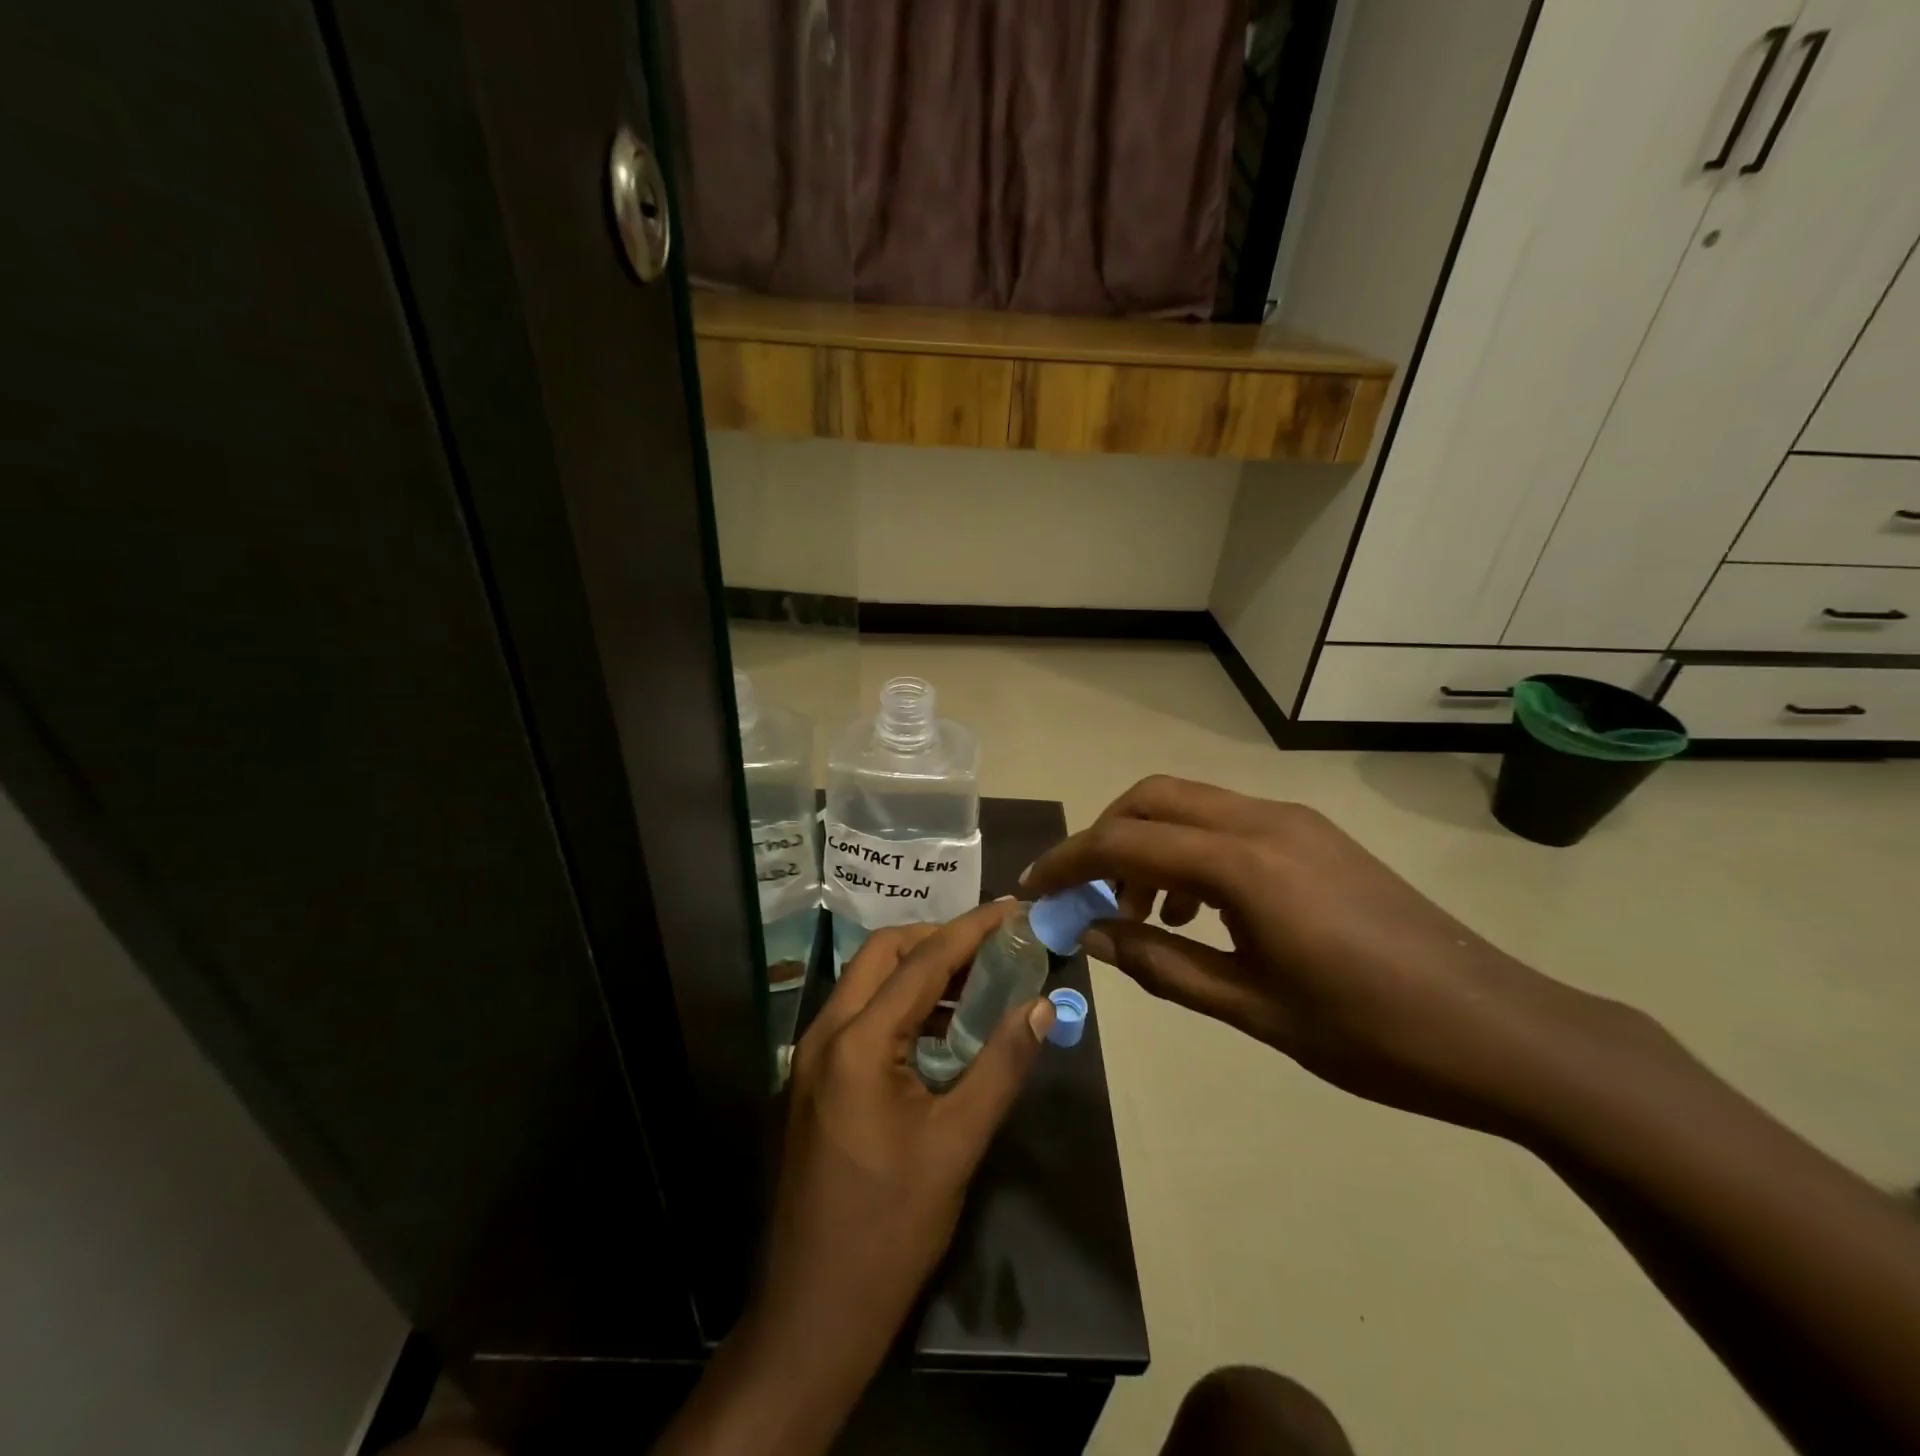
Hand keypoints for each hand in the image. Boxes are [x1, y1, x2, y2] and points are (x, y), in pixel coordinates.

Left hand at [752, 902, 1055, 1380]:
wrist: (814, 1311)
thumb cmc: (890, 1228)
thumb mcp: (957, 1144)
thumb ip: (1001, 1066)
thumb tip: (1040, 1007)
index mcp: (858, 1042)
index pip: (922, 963)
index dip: (972, 931)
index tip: (1013, 909)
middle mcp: (826, 1033)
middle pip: (883, 955)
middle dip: (938, 940)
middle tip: (993, 946)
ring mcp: (813, 1056)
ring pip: (867, 981)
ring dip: (919, 971)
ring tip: (977, 979)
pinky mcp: (816, 1079)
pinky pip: (860, 1015)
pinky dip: (901, 1004)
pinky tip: (942, 1027)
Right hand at [1021, 776, 1632, 1133]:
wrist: (1501, 1030)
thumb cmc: (1370, 1033)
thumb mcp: (1251, 1008)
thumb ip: (1160, 963)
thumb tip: (1090, 935)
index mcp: (1243, 864)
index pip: (1124, 841)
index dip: (1070, 862)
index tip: (1034, 890)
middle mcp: (1263, 820)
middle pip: (1152, 797)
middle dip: (1103, 837)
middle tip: (1085, 893)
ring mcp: (1294, 821)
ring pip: (1190, 804)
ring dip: (1148, 842)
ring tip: (1144, 912)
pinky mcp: (1315, 835)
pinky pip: (1228, 822)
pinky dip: (1190, 850)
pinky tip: (1200, 909)